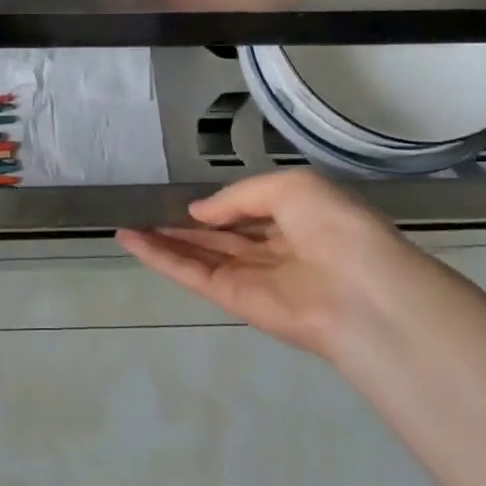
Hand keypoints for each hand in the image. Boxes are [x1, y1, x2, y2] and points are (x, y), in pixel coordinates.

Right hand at [118, 169, 424, 361]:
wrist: (359, 291)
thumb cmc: (335, 226)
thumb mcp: (290, 187)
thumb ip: (238, 197)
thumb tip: (197, 212)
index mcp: (296, 219)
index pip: (248, 209)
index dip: (216, 203)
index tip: (180, 194)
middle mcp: (272, 248)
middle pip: (218, 234)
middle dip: (182, 224)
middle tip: (143, 209)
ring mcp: (250, 276)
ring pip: (198, 254)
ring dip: (163, 239)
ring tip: (126, 223)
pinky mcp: (232, 299)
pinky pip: (191, 273)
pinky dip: (160, 258)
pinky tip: (131, 240)